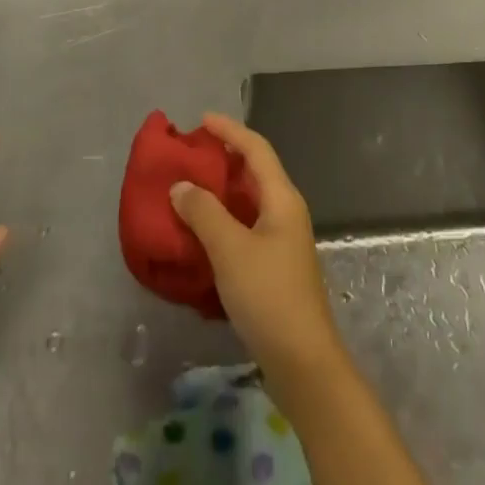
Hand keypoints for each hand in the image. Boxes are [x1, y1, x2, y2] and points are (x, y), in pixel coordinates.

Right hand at [167, 113, 343, 386]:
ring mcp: (282, 241)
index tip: (200, 120)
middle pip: (254, 171)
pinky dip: (223, 220)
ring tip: (189, 188)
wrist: (303, 364)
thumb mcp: (230, 249)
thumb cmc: (268, 296)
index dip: (229, 130)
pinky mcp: (274, 267)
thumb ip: (203, 213)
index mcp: (281, 198)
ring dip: (221, 191)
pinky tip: (201, 232)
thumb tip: (181, 186)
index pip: (256, 148)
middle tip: (190, 154)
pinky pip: (245, 227)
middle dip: (224, 157)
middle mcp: (285, 211)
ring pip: (248, 201)